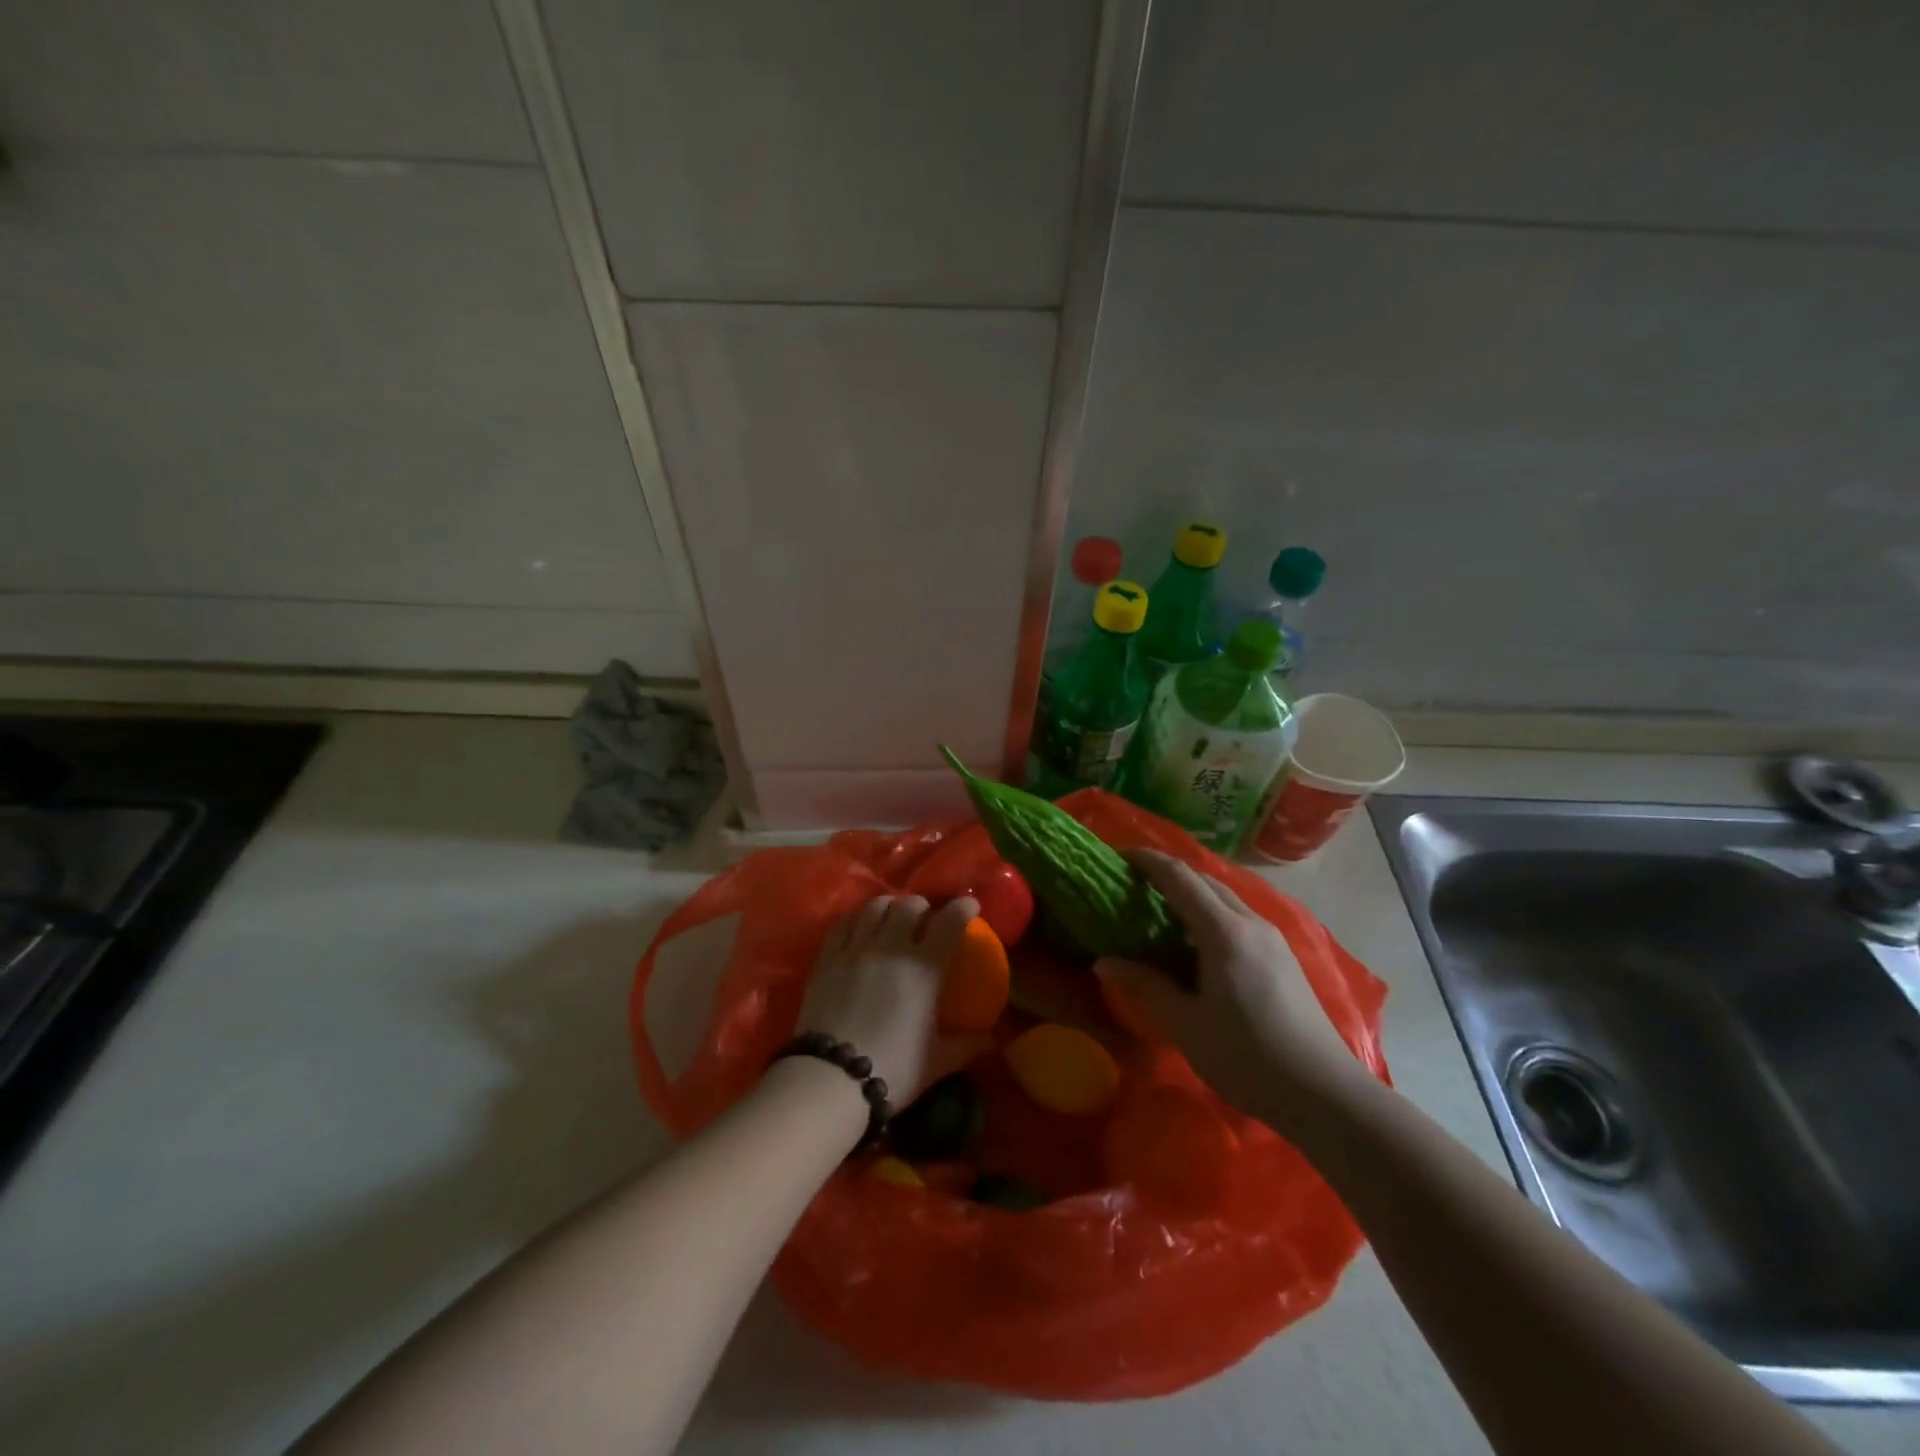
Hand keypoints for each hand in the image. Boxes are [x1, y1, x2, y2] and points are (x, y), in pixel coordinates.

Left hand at [798, 894, 977, 1101]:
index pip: (950, 921)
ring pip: (875, 906)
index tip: (970, 906)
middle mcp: (892, 947)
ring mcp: (856, 948)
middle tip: (925, 919)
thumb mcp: (937, 1061)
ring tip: (892, 918)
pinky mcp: (827, 957)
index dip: (963, 907)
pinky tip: (860, 926)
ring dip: (890, 906)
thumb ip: (966, 1045)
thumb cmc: (893, 1069)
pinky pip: (844, 922)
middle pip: (910, 904)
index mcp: (924, 967)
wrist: (831, 1079)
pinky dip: (857, 918)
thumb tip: (990, 1039)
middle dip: (922, 907)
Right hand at [1095, 849, 1362, 1134]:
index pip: (1180, 877)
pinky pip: (1237, 917)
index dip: (1147, 861)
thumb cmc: (1247, 1056)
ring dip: (1190, 893)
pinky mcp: (1282, 957)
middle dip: (1167, 874)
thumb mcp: (1185, 1024)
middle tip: (1131, 885)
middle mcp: (1250, 923)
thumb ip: (1145, 986)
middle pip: (1204, 881)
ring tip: (1158, 911)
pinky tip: (1194, 942)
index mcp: (1224, 932)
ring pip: (1224, 898)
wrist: (1324, 1094)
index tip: (1118, 856)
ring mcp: (1271, 938)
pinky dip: (1208, 913)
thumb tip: (1104, 962)